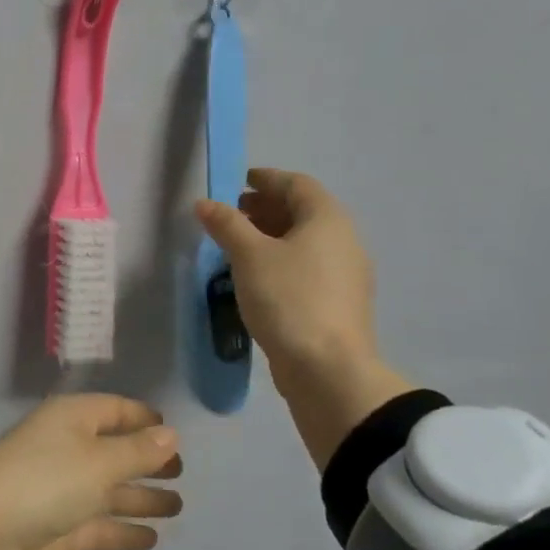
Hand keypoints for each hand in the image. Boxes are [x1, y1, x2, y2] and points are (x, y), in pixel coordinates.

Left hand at [0, 395, 182, 549]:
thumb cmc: (46, 481)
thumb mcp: (99, 461)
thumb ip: (138, 451)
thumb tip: (171, 433)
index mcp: (72, 420)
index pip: (114, 410)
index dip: (143, 419)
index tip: (174, 432)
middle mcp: (68, 449)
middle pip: (114, 450)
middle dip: (146, 460)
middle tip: (182, 473)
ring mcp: (62, 490)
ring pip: (110, 489)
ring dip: (141, 497)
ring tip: (178, 507)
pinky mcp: (59, 527)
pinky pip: (99, 524)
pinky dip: (123, 528)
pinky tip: (152, 538)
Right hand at [195, 168, 410, 469]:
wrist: (329, 371)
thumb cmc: (289, 299)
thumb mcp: (249, 256)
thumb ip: (226, 224)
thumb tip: (204, 203)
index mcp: (328, 220)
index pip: (296, 184)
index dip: (266, 178)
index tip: (237, 182)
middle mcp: (343, 241)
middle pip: (302, 212)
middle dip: (264, 208)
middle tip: (229, 216)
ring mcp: (344, 275)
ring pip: (304, 242)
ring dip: (270, 237)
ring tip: (234, 247)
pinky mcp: (337, 304)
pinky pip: (306, 268)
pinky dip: (280, 261)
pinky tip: (254, 278)